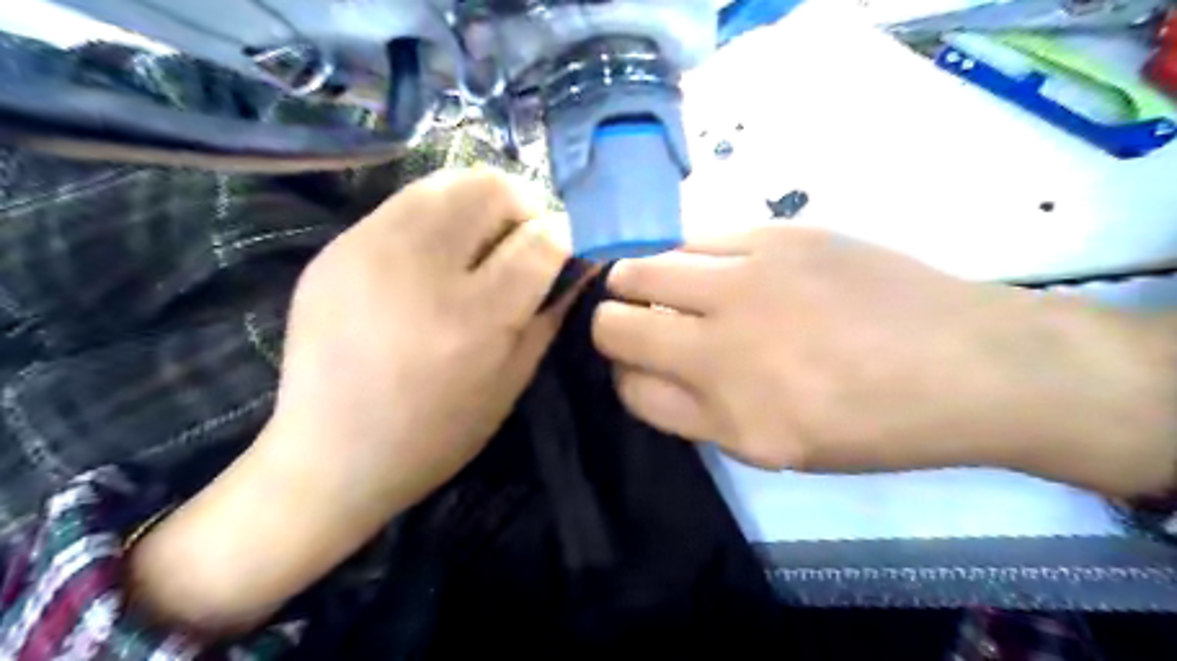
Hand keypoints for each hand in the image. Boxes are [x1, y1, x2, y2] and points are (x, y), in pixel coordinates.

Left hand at [271, 169, 574, 509]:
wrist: (330, 452)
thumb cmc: (436, 433)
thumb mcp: (511, 383)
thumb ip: (550, 314)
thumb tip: (579, 263)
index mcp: (472, 318)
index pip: (541, 240)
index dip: (563, 239)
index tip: (562, 253)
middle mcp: (419, 269)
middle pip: (492, 188)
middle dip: (523, 207)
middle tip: (520, 242)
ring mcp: (368, 249)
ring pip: (447, 181)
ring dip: (479, 203)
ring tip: (479, 243)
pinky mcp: (336, 246)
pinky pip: (405, 202)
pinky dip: (438, 215)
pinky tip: (433, 256)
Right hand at [595, 226, 1176, 493]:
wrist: (967, 362)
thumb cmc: (873, 422)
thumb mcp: (776, 448)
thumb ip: (699, 413)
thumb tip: (650, 369)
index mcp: (725, 414)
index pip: (628, 387)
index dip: (626, 376)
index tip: (640, 367)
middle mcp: (721, 344)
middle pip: (614, 324)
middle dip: (614, 326)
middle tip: (642, 325)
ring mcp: (745, 279)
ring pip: (642, 269)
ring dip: (643, 284)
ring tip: (675, 292)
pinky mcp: (776, 233)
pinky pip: (696, 240)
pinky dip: (692, 260)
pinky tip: (723, 270)